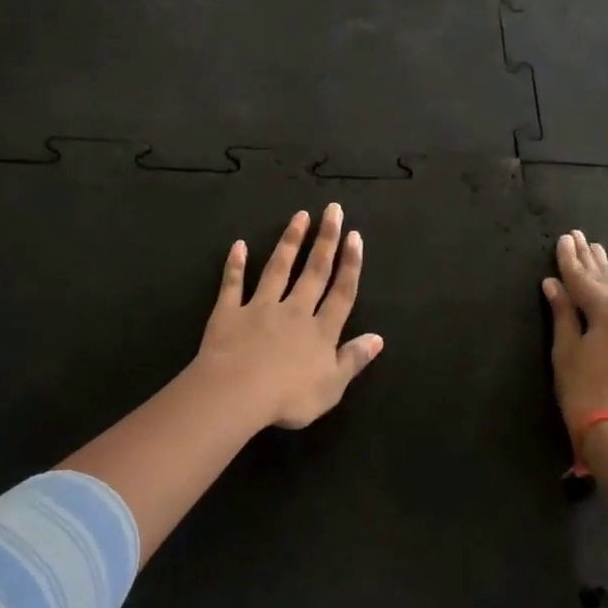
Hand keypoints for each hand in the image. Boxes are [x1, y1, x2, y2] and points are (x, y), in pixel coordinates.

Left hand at [196, 205, 384, 429]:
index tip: (355, 236)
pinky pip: (233, 285)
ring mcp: (260, 308)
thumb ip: (353, 359)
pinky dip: (235, 265)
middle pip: (314, 271)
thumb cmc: (289, 397)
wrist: (236, 393)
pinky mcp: (229, 313)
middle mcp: (294, 311)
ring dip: (290, 242)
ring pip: (278, 269)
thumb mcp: (332, 387)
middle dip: (326, 240)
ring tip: (299, 216)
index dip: (350, 264)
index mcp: (320, 331)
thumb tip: (378, 338)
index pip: (341, 292)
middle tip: (333, 210)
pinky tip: (238, 245)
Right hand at [542, 230, 607, 435]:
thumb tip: (553, 284)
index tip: (563, 238)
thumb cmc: (584, 391)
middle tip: (580, 236)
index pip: (583, 280)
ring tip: (597, 251)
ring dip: (606, 275)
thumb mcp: (566, 350)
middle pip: (607, 282)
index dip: (569, 260)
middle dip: (591, 260)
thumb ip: (562, 313)